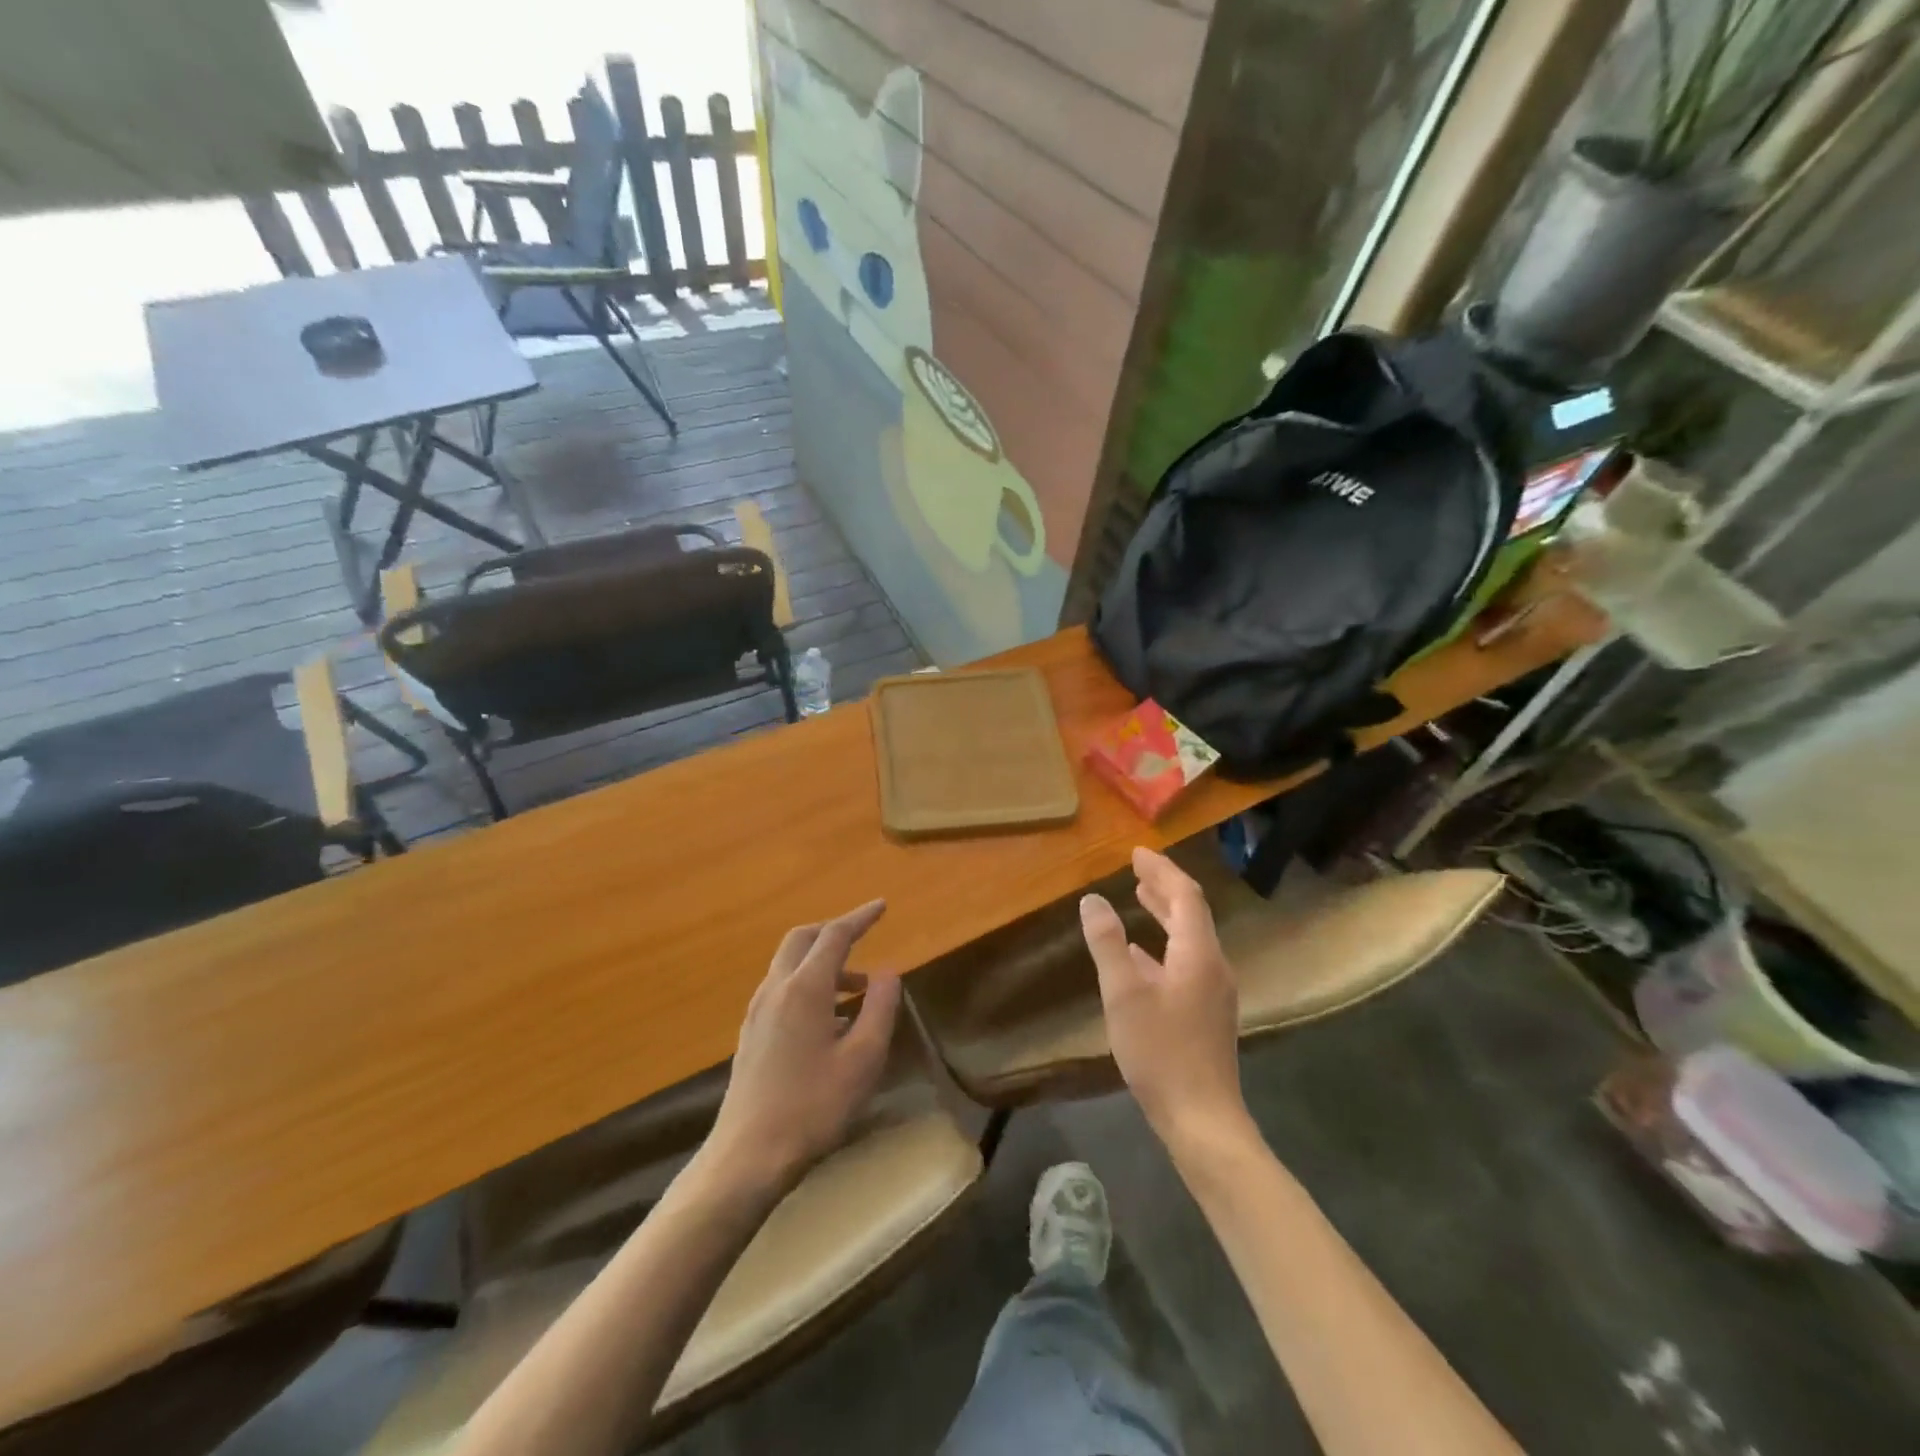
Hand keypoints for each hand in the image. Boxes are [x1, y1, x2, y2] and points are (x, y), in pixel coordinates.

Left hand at [703, 900, 900, 1196]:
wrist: (748, 1155)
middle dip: (833, 931)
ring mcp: (758, 1011)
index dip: (860, 917)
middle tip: (863, 937)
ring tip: (857, 989)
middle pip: (802, 939)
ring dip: (822, 962)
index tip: (881, 906)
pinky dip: (808, 983)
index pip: (835, 935)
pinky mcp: (751, 1033)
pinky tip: (829, 1018)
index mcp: (805, 988)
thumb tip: (887, 971)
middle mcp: (776, 989)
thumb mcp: (864, 1059)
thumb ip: (879, 1008)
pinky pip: (781, 988)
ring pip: (789, 964)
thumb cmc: (814, 1107)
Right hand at [1080, 848, 1248, 1153]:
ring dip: (1165, 914)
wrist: (1203, 1120)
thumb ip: (1107, 944)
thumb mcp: (1124, 995)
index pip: (1185, 896)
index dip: (1162, 871)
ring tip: (1140, 897)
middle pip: (1191, 913)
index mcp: (1198, 954)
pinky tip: (1141, 955)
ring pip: (1190, 938)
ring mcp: (1214, 991)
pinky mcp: (1207, 1012)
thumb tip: (1092, 900)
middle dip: (1164, 886)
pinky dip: (1164, 945)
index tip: (1137, 854)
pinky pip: (1187, 961)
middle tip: (1137, 868)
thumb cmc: (1161, 1053)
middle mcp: (1213, 965)